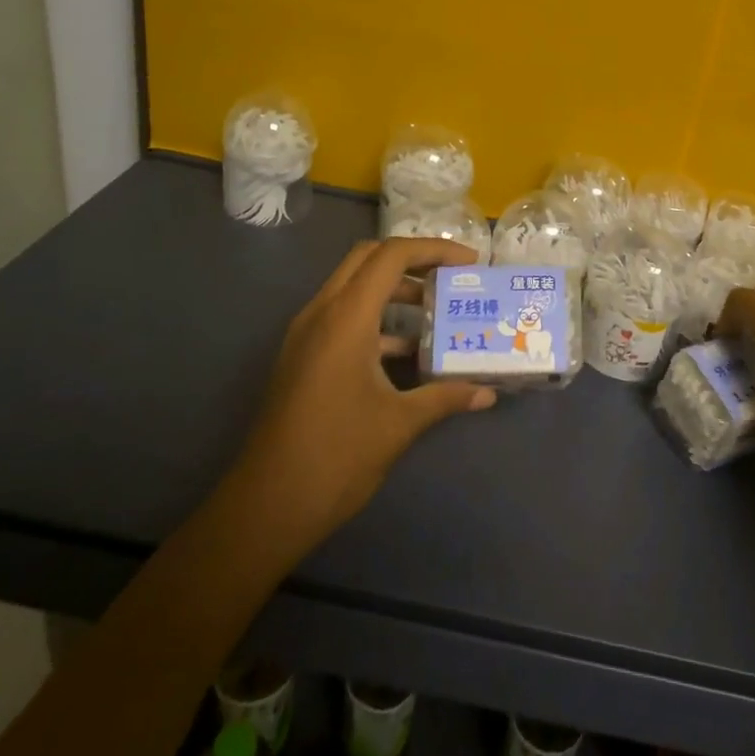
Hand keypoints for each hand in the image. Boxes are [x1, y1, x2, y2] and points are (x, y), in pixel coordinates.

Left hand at [229, 237, 496, 558]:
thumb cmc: (336, 457)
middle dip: (414, 260)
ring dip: (395, 290)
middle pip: (369, 259)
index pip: (392, 255)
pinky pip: (343, 316)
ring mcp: (307, 334)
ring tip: (437, 312)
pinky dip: (377, 319)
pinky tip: (407, 354)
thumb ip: (445, 397)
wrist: (267, 506)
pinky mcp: (303, 356)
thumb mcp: (399, 424)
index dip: (434, 249)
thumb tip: (487, 392)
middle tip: (452, 278)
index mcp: (346, 318)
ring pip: (354, 287)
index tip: (470, 264)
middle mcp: (322, 313)